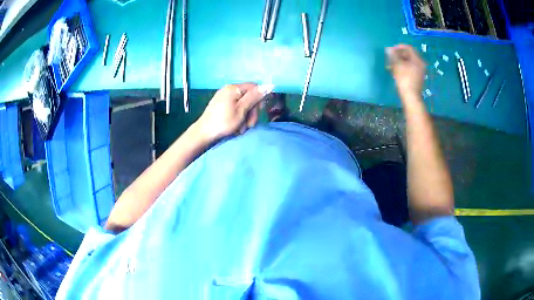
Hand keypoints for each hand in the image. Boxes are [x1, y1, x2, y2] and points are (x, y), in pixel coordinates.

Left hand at [195, 83, 273, 140]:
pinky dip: (238, 117)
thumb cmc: (224, 122)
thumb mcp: (242, 110)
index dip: (259, 99)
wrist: (204, 133)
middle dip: (252, 111)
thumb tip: (268, 85)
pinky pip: (235, 108)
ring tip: (241, 128)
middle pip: (249, 96)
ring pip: (243, 104)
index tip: (259, 112)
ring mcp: (224, 97)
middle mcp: (228, 89)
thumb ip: (254, 97)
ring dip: (245, 117)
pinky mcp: (220, 105)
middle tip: (250, 124)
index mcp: (234, 88)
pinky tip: (236, 126)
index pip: (254, 87)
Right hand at [386, 44, 425, 97]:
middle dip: (398, 54)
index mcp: (418, 60)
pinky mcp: (416, 77)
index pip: (409, 48)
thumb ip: (393, 55)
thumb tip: (388, 49)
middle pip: (409, 55)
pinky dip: (402, 67)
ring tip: (391, 64)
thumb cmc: (405, 79)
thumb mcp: (397, 65)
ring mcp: (419, 71)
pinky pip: (409, 68)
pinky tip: (395, 70)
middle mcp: (420, 64)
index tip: (391, 50)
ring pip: (408, 62)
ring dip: (399, 61)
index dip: (399, 47)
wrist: (410, 97)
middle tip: (390, 57)